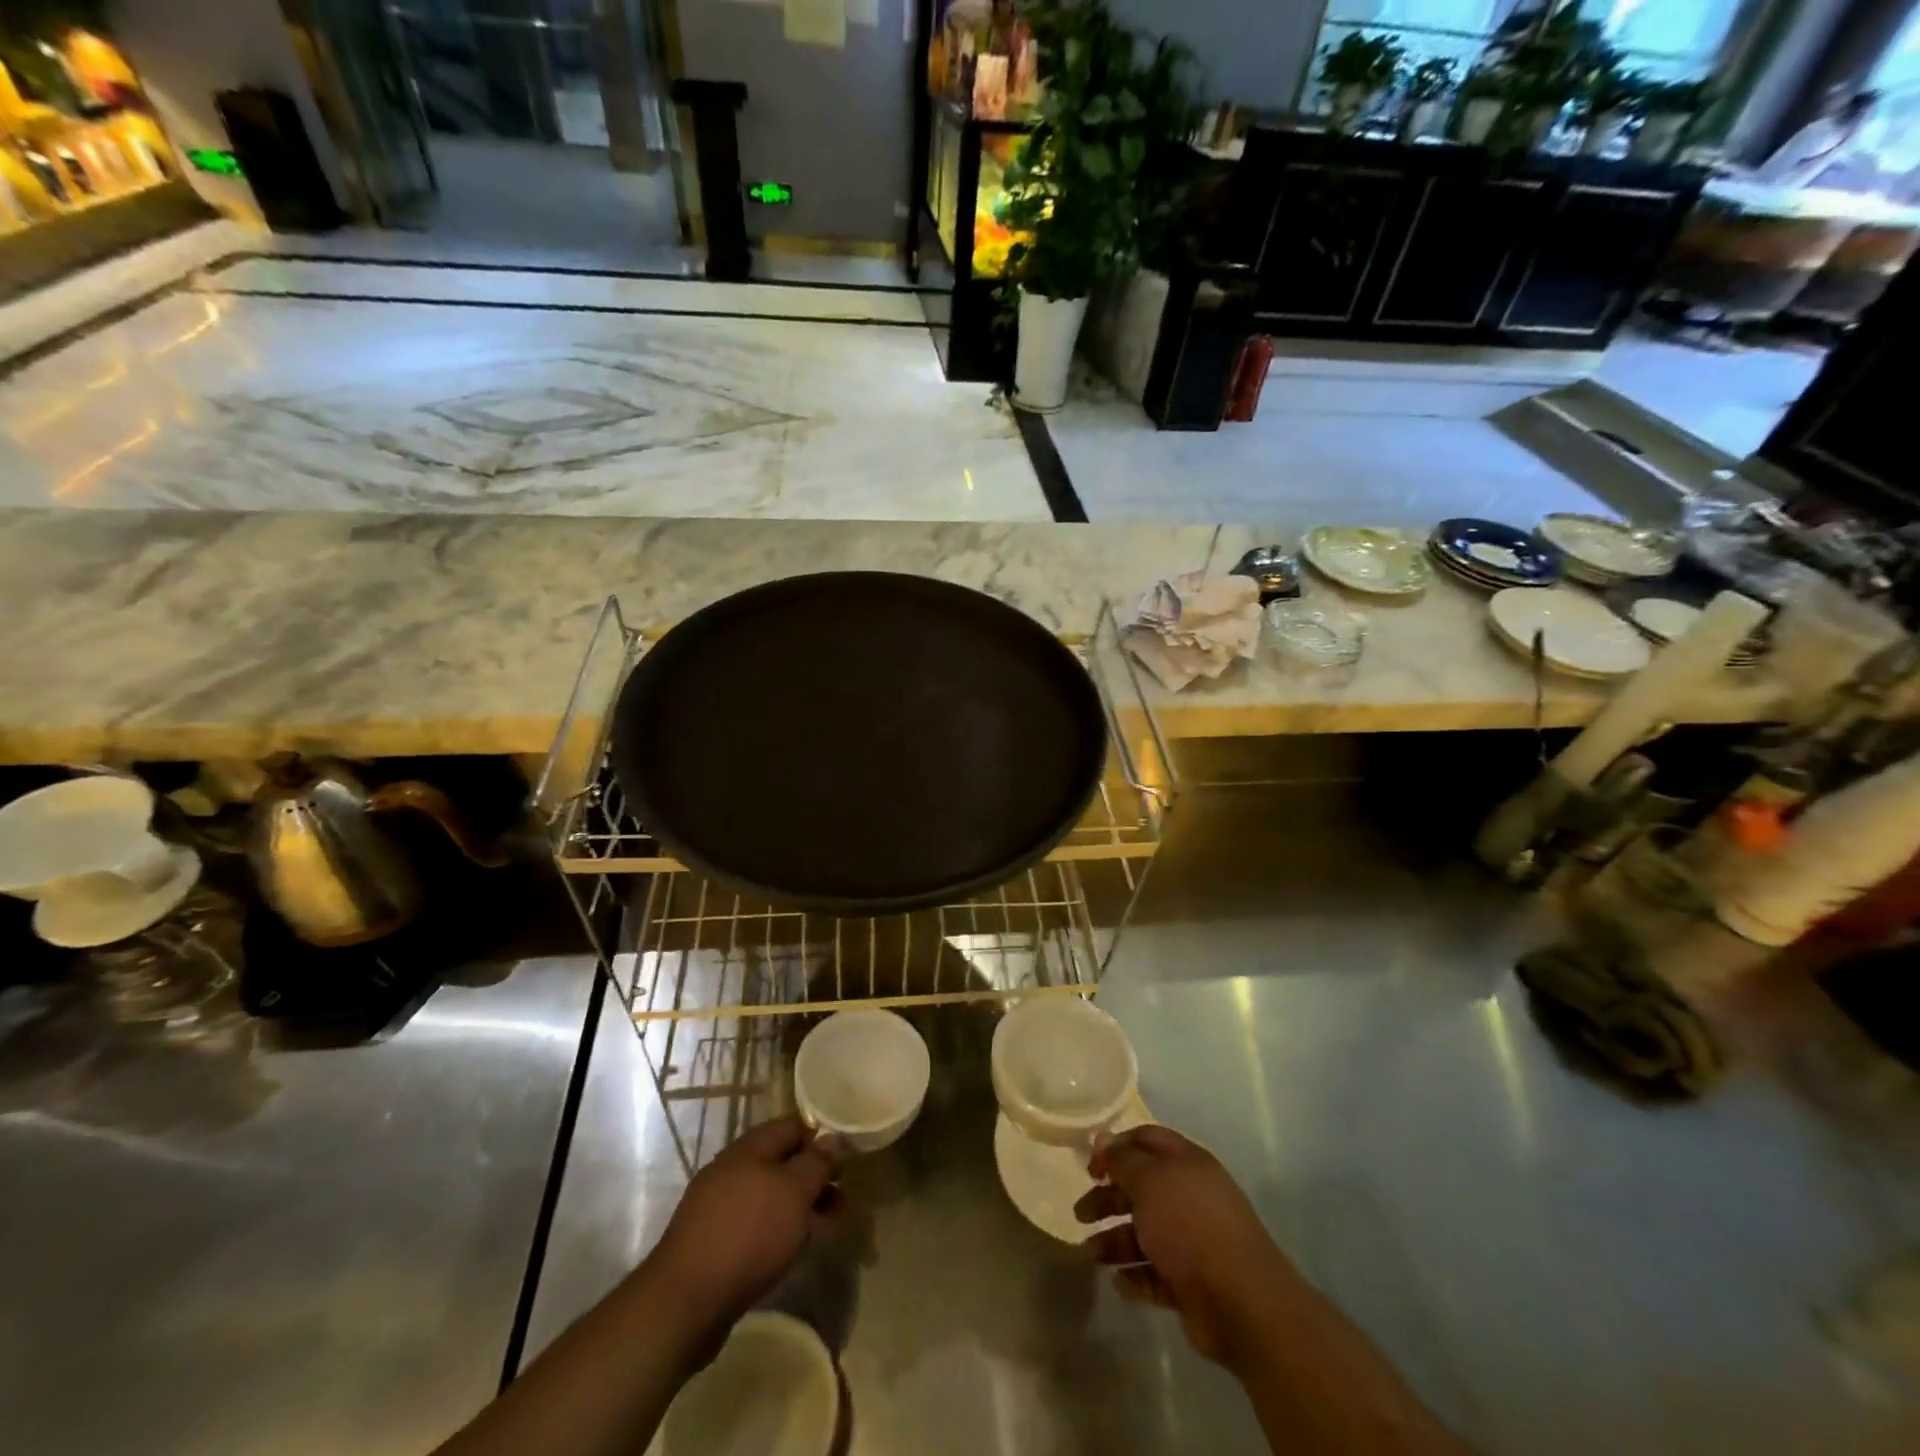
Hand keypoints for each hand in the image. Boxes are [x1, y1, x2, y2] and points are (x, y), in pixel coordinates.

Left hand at [645, 1117, 839, 1343]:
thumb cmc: (749, 1234)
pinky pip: (753, 1223)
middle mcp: (731, 1168)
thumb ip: (817, 1162)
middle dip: (812, 1178)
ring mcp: (717, 1204)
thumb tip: (832, 1137)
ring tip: (822, 1229)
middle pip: (781, 1161)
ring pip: (768, 1194)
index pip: (793, 1126)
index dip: (821, 1138)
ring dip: (797, 1206)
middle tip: (840, 1199)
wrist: (685, 1301)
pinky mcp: (711, 1240)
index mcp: (750, 1147)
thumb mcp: (795, 1192)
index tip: (846, 1160)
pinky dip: (776, 1230)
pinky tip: (788, 1250)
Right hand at [1075, 1124, 1300, 1372]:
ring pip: (1145, 1233)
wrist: (1240, 1301)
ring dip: (1116, 1241)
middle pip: (1141, 1189)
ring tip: (1092, 1255)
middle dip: (1108, 1199)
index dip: (1116, 1147)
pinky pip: (1156, 1273)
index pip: (1147, 1140)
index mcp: (1187, 1164)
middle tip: (1080, 1214)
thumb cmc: (1189, 1225)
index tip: (1090, 1166)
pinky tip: (1119, 1283)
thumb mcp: (1149, 1182)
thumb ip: (1122, 1160)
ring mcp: (1193, 1241)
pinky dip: (1136, 1276)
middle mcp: (1190, 1197)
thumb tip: (1103, 1138)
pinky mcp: (1193, 1282)